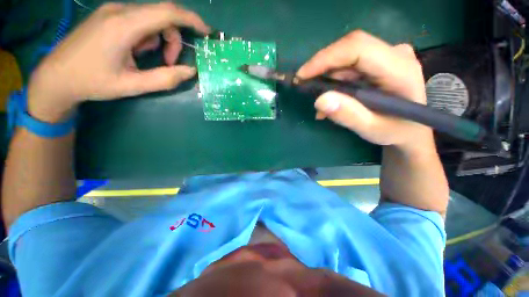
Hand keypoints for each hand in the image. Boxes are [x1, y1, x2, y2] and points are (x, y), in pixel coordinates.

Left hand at [28, 2, 209, 122]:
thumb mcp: (133, 86)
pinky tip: (136, 51)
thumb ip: (165, 79)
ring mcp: (112, 11)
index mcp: (123, 26)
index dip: (191, 19)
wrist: (56, 77)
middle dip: (173, 40)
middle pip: (161, 16)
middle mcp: (119, 11)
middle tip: (170, 63)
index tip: (206, 32)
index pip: (166, 12)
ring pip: (151, 19)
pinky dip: (147, 37)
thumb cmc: (92, 82)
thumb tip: (191, 71)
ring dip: (160, 40)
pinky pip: (139, 21)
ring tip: (149, 59)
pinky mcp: (109, 16)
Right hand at [297, 30, 433, 153]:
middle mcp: (396, 54)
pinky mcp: (380, 60)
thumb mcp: (371, 130)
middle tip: (305, 89)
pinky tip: (331, 100)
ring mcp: (388, 55)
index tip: (302, 75)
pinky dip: (334, 82)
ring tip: (321, 105)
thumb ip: (348, 115)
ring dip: (327, 79)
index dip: (325, 58)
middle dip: (322, 69)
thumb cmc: (396, 131)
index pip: (357, 48)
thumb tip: (319, 99)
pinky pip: (349, 65)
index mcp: (400, 69)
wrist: (410, 128)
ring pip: (346, 58)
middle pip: (349, 49)